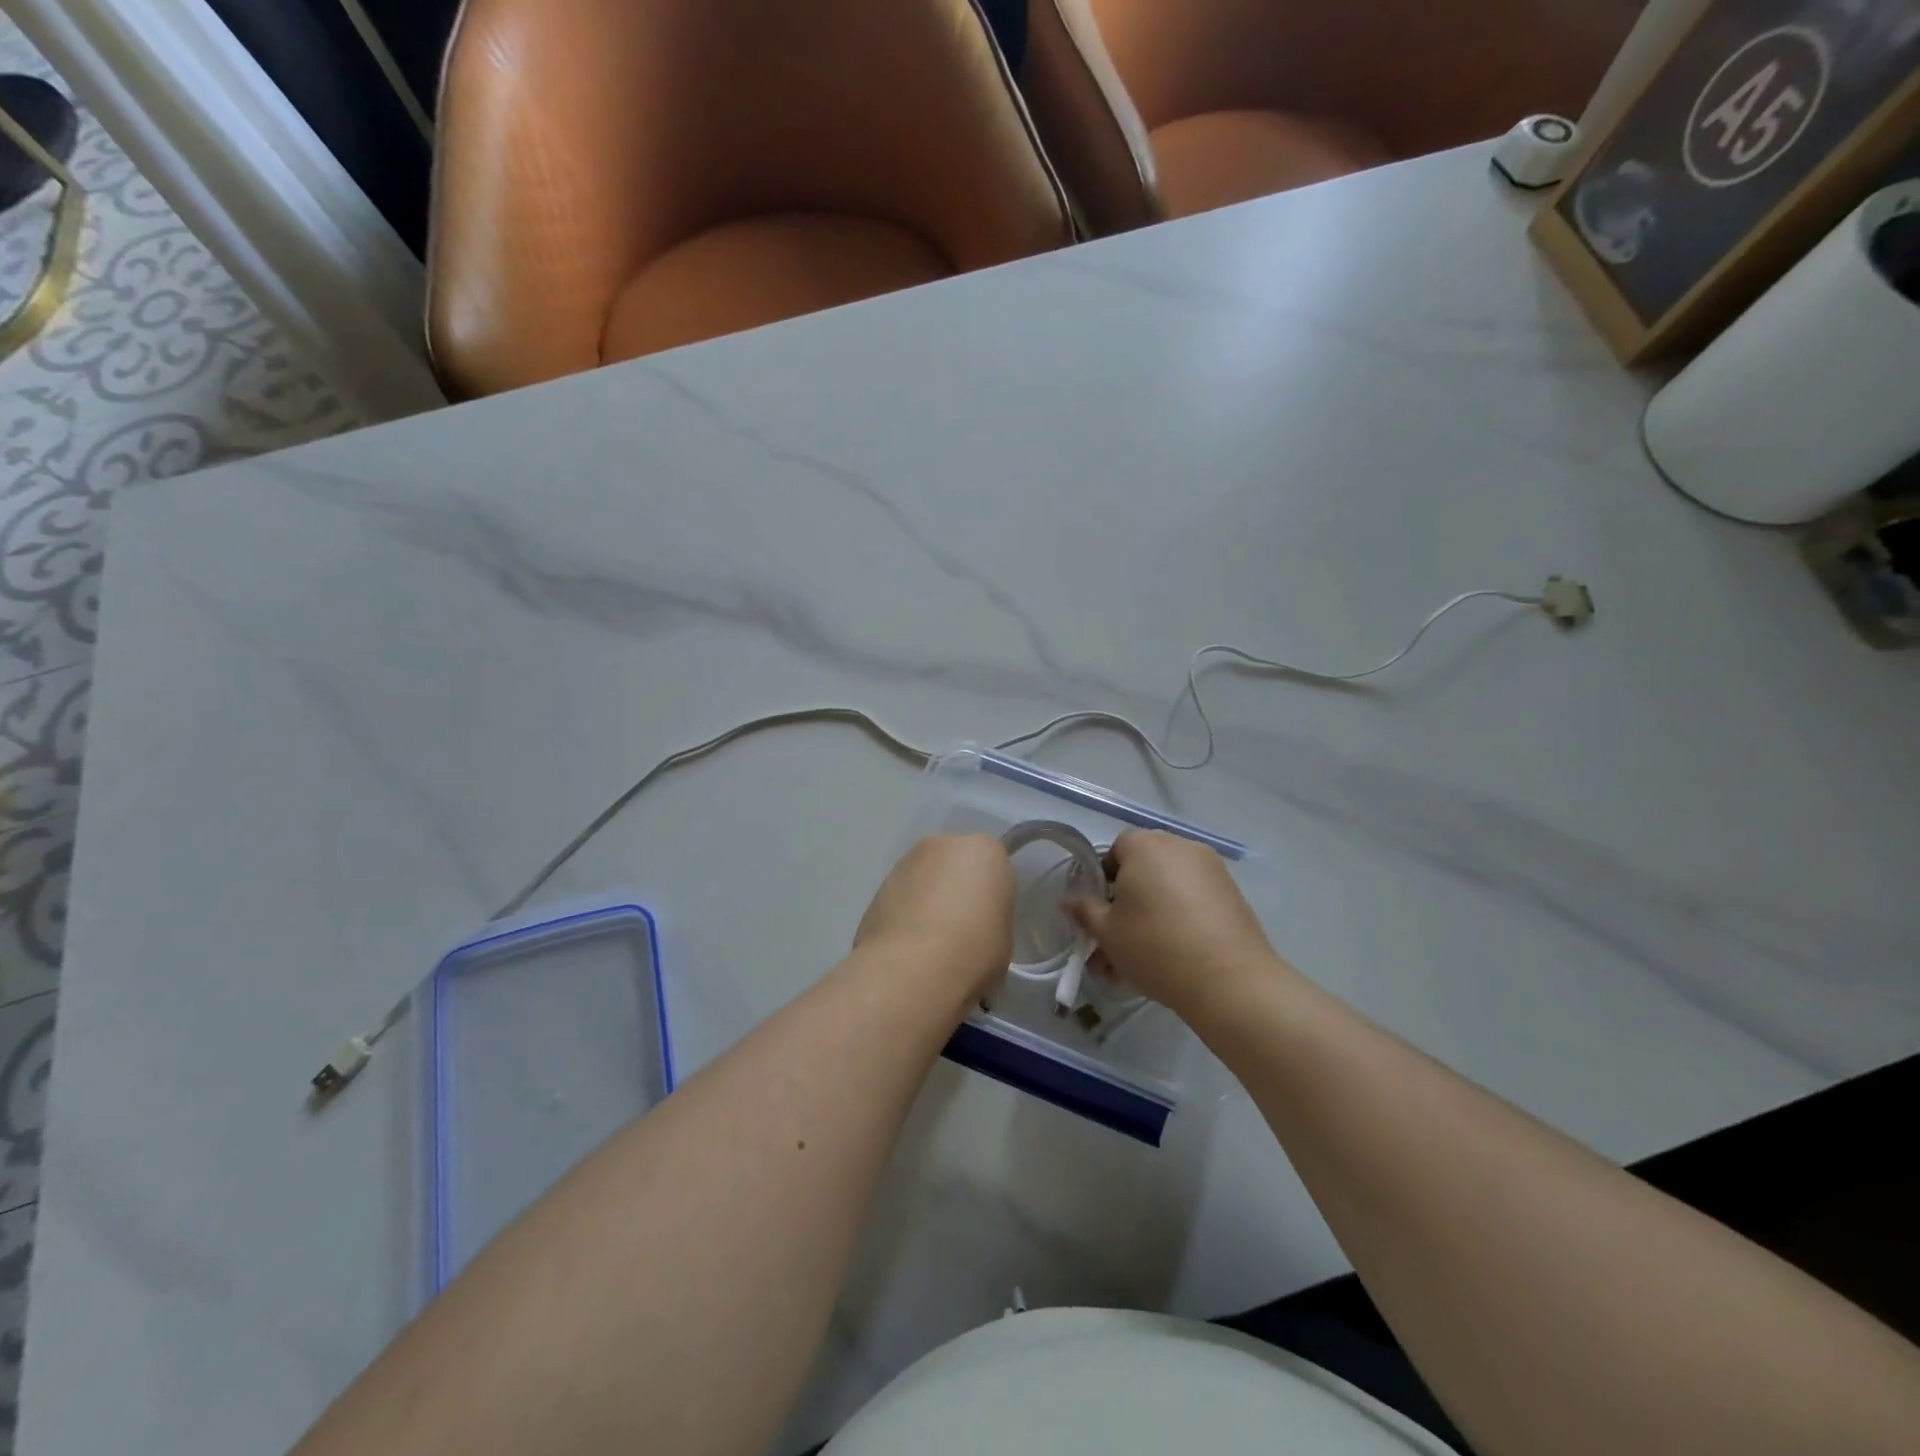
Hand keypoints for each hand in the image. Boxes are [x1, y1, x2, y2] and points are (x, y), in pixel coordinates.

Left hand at [855, 834, 1014, 997]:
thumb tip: (974, 924)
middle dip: (958, 887)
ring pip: (927, 876)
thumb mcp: (1003, 936)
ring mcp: (908, 861)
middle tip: (961, 927)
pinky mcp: (880, 884)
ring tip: (931, 940)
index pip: (994, 866)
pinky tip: (908, 944)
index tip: (988, 921)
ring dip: (930, 898)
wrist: (912, 968)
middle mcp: (945, 845)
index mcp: (985, 851)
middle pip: (957, 863)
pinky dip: (907, 911)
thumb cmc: (973, 951)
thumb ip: (990, 916)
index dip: (991, 896)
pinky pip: (903, 894)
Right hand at [1067, 830, 1288, 1019]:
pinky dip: (1180, 917)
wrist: (1228, 980)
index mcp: (1144, 846)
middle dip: (1128, 899)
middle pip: (1144, 867)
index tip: (1102, 911)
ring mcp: (1210, 869)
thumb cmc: (1155, 947)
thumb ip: (1085, 912)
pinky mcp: (1232, 893)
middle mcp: (1179, 846)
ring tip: (1141, 957)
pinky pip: (1194, 898)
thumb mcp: (1107, 933)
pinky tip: (1174, 954)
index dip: (1104, 878)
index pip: (1116, 848)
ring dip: (1152, 912)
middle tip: (1118, 937)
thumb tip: (1069, 901)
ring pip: (1169, 887)